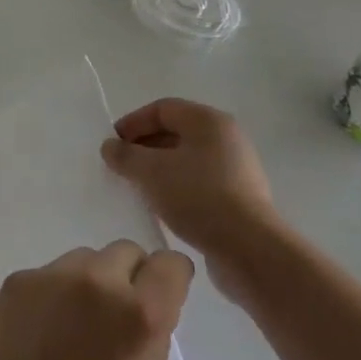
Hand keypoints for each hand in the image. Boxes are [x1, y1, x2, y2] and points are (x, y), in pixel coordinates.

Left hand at [0, 241, 192, 359]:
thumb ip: (154, 333)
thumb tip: (150, 301)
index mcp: (140, 314)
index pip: (170, 264)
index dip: (170, 279)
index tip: (163, 295)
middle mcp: (97, 281)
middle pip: (125, 252)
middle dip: (129, 278)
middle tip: (116, 316)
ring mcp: (51, 276)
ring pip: (84, 259)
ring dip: (90, 282)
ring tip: (76, 325)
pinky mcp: (18, 280)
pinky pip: (49, 274)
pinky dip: (54, 293)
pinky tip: (44, 330)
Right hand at [101, 98, 278, 304]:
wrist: (250, 250)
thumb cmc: (198, 197)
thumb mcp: (150, 171)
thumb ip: (124, 155)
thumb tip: (110, 147)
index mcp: (208, 121)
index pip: (162, 109)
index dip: (133, 123)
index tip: (112, 145)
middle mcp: (226, 139)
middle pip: (175, 132)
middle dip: (144, 147)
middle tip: (121, 167)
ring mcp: (236, 169)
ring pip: (186, 160)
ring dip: (158, 170)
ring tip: (137, 188)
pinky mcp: (239, 198)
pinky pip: (199, 182)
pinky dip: (176, 188)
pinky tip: (161, 207)